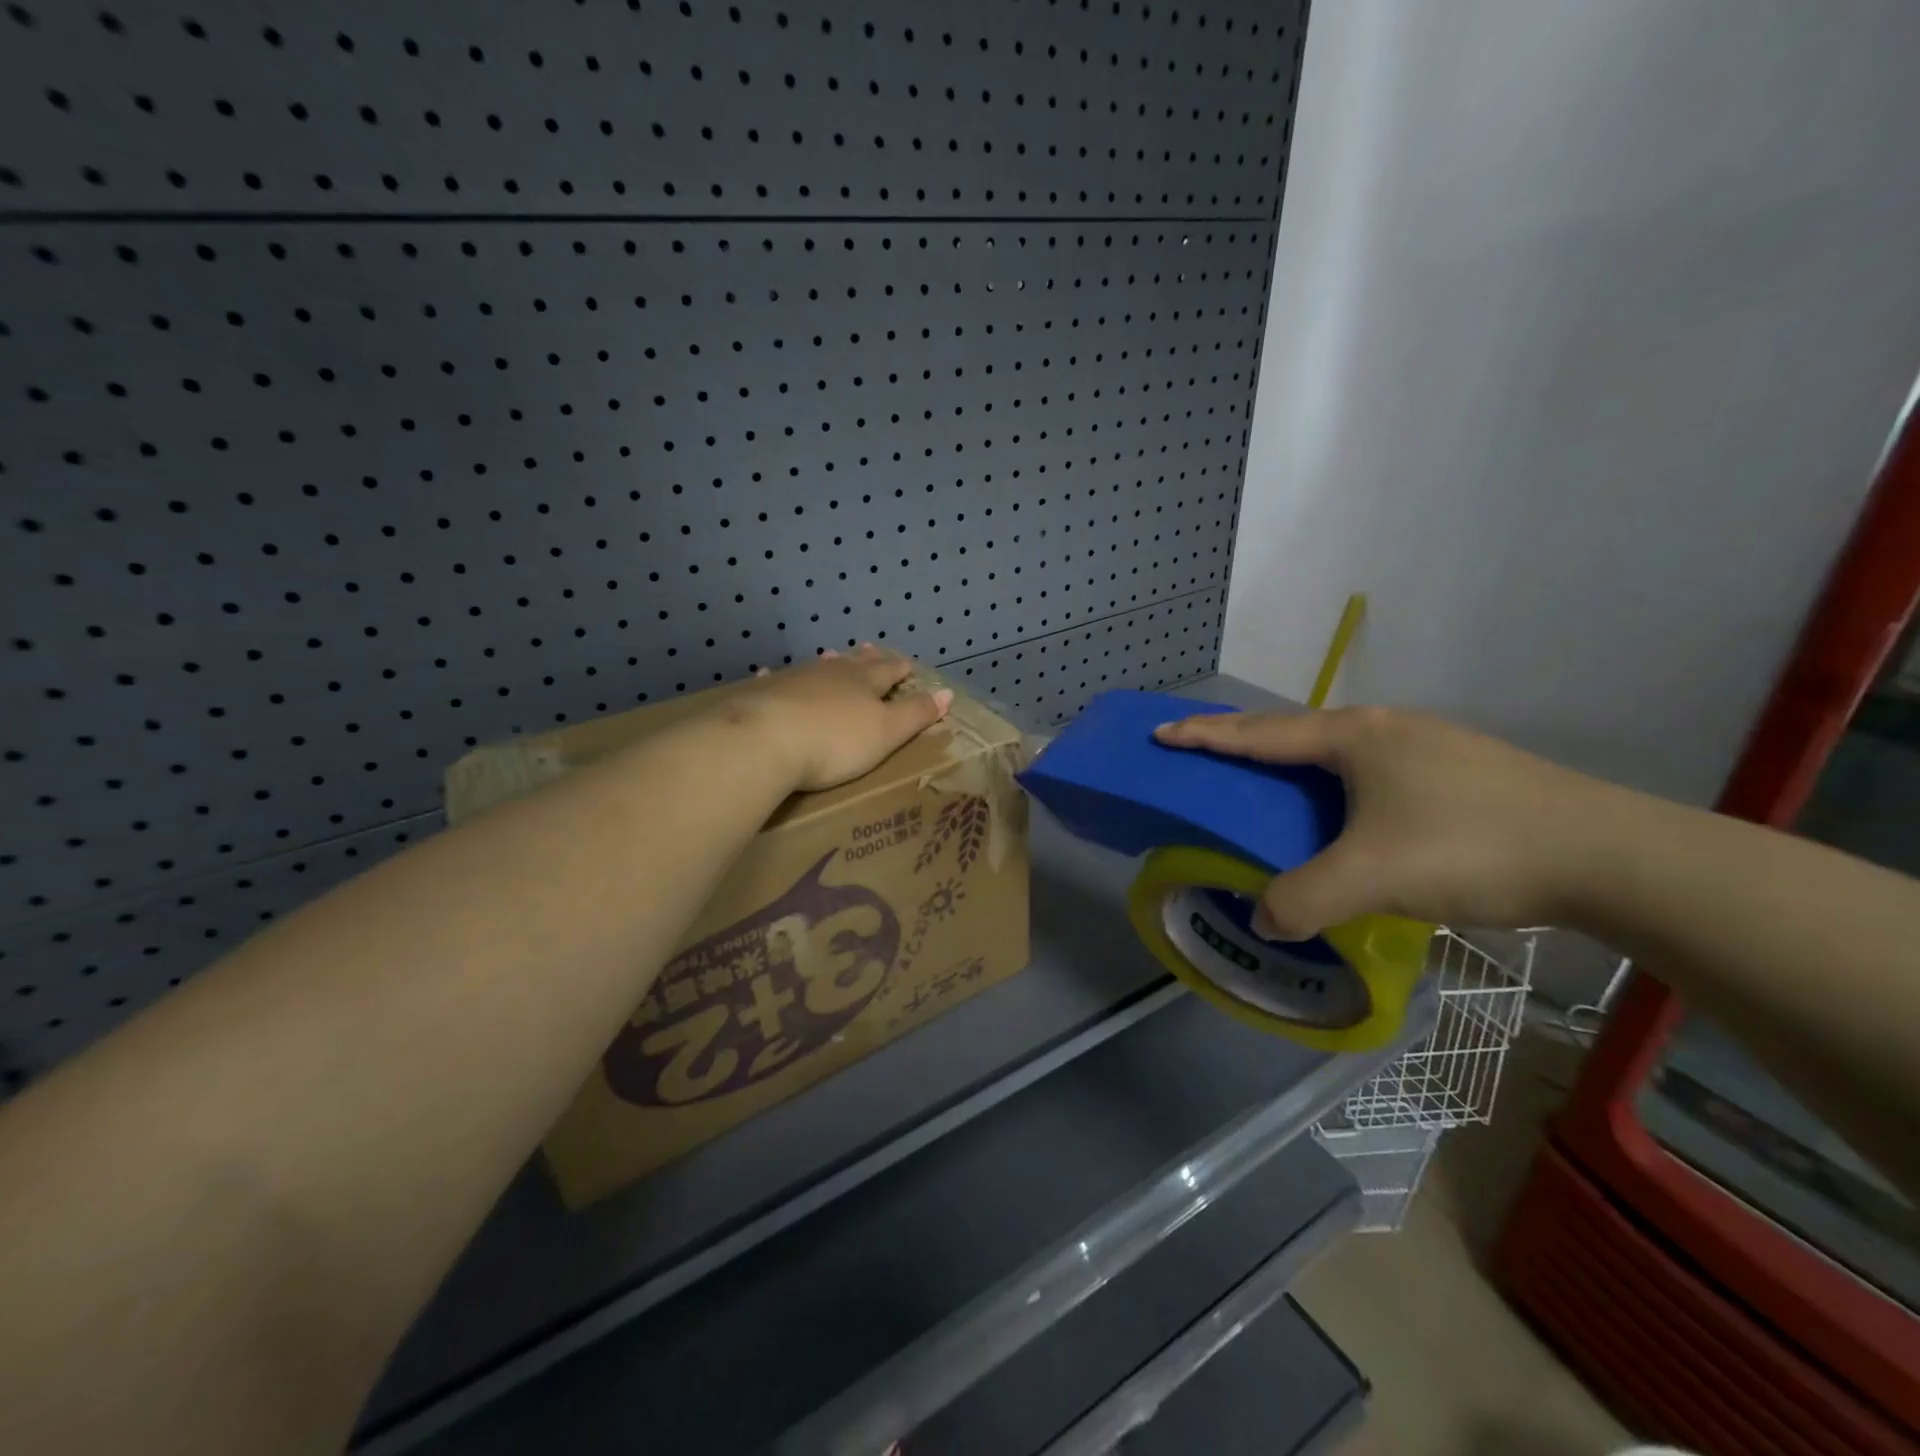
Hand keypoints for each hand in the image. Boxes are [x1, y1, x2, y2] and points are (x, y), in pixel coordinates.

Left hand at [726, 646, 953, 790]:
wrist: (765, 740)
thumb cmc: (835, 741)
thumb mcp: (886, 732)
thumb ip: (915, 713)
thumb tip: (947, 692)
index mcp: (865, 682)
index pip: (889, 670)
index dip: (900, 669)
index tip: (908, 665)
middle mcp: (831, 672)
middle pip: (853, 663)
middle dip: (866, 659)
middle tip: (871, 649)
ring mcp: (794, 679)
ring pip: (817, 667)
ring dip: (828, 663)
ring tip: (832, 655)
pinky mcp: (763, 693)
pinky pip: (774, 680)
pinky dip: (779, 678)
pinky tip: (769, 674)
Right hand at [1153, 707, 1612, 936]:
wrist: (1609, 855)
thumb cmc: (1471, 847)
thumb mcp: (1371, 878)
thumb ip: (1303, 900)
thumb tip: (1264, 919)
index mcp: (1354, 737)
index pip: (1259, 733)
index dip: (1206, 735)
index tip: (1162, 733)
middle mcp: (1385, 729)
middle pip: (1294, 730)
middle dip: (1244, 740)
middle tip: (1206, 752)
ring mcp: (1427, 746)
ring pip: (1337, 750)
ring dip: (1293, 762)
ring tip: (1270, 784)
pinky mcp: (1458, 771)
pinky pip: (1370, 769)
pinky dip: (1334, 783)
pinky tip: (1346, 812)